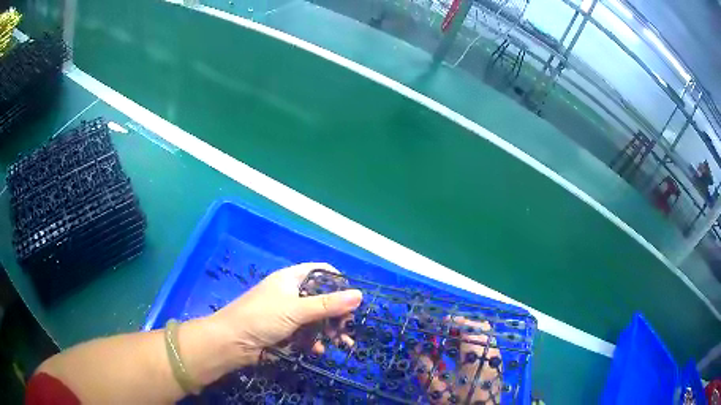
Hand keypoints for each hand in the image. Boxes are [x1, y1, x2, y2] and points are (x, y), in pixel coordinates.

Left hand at [208, 262, 362, 366]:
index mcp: (291, 279)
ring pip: (316, 319)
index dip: (338, 282)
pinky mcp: (285, 332)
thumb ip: (328, 304)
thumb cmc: (262, 318)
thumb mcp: (296, 310)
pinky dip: (315, 341)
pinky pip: (306, 334)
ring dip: (330, 330)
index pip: (320, 272)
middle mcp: (291, 294)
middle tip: (347, 327)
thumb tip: (360, 295)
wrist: (232, 342)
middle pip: (321, 299)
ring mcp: (287, 314)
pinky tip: (319, 350)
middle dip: (337, 313)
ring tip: (342, 343)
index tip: (352, 298)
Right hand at [416, 317, 501, 403]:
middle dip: (461, 325)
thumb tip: (415, 348)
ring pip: (485, 335)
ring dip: (468, 334)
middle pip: (481, 328)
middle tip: (443, 332)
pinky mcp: (496, 364)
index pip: (468, 329)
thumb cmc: (457, 403)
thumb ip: (425, 368)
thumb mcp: (436, 390)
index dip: (453, 322)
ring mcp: (496, 358)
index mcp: (475, 359)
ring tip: (449, 343)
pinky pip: (487, 344)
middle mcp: (490, 354)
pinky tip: (459, 354)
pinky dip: (474, 342)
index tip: (437, 324)